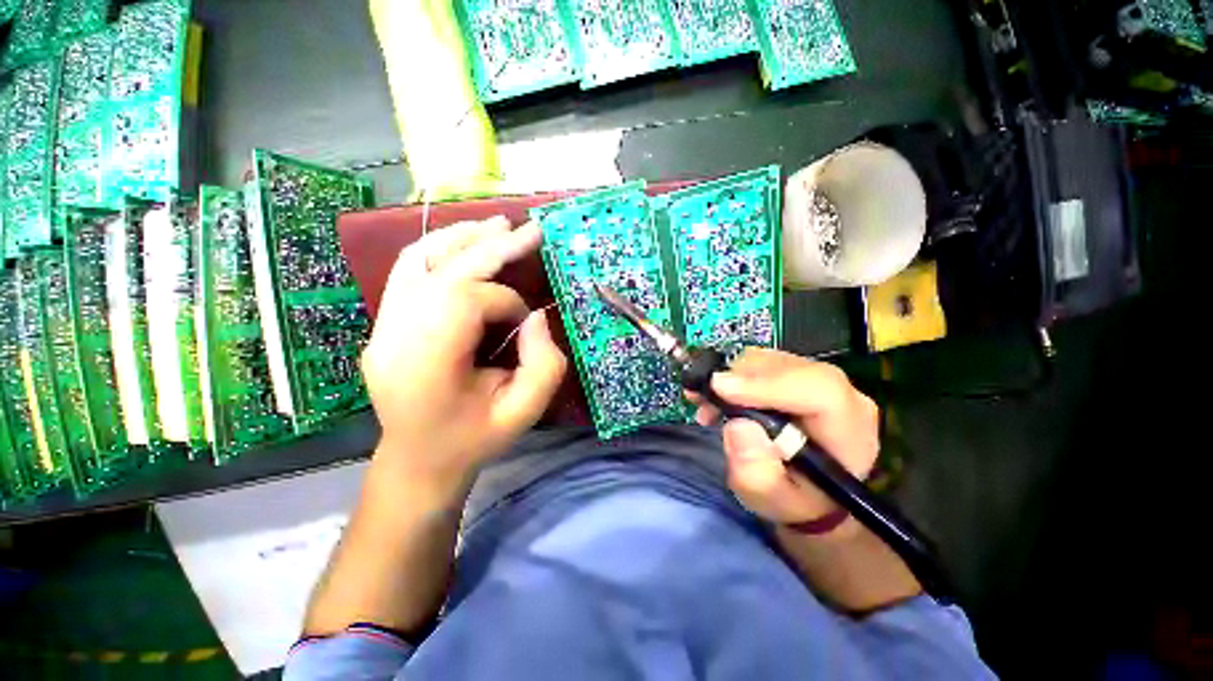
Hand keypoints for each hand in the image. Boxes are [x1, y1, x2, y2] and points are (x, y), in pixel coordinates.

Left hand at [361, 216, 566, 503]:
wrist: (419, 460)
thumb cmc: (474, 440)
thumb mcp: (524, 413)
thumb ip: (544, 365)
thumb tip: (534, 317)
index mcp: (425, 366)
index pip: (464, 301)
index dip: (505, 301)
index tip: (525, 322)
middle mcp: (394, 338)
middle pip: (443, 271)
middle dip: (490, 247)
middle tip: (527, 229)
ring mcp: (382, 327)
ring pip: (418, 260)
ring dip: (462, 238)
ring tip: (498, 226)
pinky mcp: (384, 323)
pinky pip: (409, 271)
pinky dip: (441, 250)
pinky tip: (467, 244)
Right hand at [692, 348, 878, 527]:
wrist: (807, 490)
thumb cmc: (794, 499)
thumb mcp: (772, 500)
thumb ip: (757, 473)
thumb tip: (738, 426)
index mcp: (850, 429)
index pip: (820, 389)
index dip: (768, 384)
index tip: (721, 389)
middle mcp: (842, 395)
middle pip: (789, 368)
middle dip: (739, 379)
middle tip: (703, 398)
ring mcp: (818, 380)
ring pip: (771, 360)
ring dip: (731, 376)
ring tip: (708, 404)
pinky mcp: (796, 373)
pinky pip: (762, 361)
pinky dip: (733, 374)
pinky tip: (718, 395)